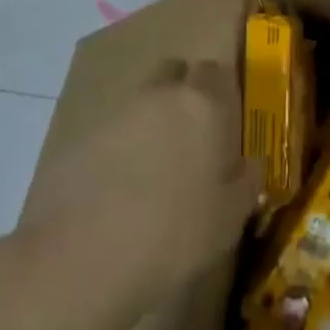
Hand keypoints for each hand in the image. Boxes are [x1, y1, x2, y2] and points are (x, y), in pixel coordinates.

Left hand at [24, 58, 260, 301]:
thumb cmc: (173, 235)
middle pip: (176, 73)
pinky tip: (117, 190)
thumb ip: (245, 182)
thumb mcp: (228, 219)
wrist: (82, 257)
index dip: (223, 96)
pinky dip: (118, 148)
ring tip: (152, 172)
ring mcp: (117, 111)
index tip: (226, 128)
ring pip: (142, 100)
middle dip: (184, 95)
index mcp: (203, 104)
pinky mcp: (81, 135)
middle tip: (191, 140)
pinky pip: (111, 130)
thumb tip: (249, 163)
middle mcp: (161, 94)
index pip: (219, 73)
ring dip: (150, 122)